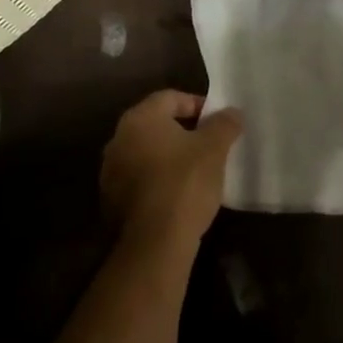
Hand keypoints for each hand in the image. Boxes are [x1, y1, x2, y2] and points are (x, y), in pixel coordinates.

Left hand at [99, 90, 241, 252]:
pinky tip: (177, 193)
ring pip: (146, 152)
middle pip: (156, 124)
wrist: (154, 244)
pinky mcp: (110, 200)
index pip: (170, 98)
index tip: (217, 122)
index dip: (197, 104)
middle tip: (209, 143)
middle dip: (183, 130)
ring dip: (169, 156)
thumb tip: (232, 112)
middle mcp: (118, 138)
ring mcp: (110, 171)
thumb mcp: (214, 148)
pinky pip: (139, 178)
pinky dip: (157, 178)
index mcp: (140, 118)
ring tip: (195, 170)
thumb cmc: (185, 183)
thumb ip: (224, 124)